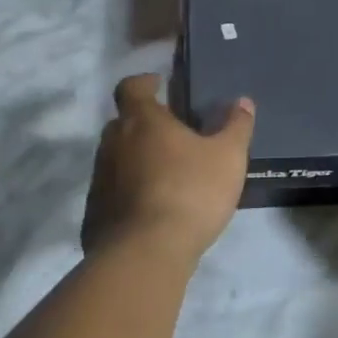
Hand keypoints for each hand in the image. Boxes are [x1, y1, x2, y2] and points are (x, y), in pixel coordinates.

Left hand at [82, 74, 253, 258]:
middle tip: (173, 135)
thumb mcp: (228, 157)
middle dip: (144, 124)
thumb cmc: (190, 192)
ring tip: (167, 175)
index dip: (144, 83)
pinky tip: (153, 210)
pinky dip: (129, 193)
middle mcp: (113, 144)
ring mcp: (99, 180)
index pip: (131, 88)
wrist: (145, 254)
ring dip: (137, 160)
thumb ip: (236, 126)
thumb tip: (242, 102)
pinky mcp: (95, 214)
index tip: (160, 86)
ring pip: (116, 159)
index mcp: (142, 121)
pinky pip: (113, 193)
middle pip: (123, 123)